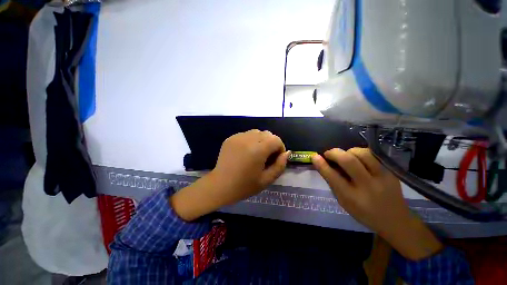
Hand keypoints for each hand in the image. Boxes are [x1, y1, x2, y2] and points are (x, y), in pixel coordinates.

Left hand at [171, 130, 289, 220]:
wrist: (220, 186)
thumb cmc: (244, 186)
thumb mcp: (266, 180)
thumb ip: (280, 165)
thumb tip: (287, 152)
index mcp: (257, 150)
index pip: (276, 140)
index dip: (280, 148)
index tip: (276, 158)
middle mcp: (248, 139)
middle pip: (267, 134)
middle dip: (271, 143)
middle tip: (267, 157)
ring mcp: (237, 137)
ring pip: (257, 132)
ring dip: (261, 140)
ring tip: (256, 153)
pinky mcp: (231, 138)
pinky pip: (246, 134)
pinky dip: (251, 140)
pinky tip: (246, 152)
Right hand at [312, 148, 441, 259]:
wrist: (395, 220)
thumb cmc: (364, 212)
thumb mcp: (344, 202)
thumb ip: (333, 183)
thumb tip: (322, 164)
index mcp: (353, 198)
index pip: (333, 177)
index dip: (322, 165)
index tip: (314, 156)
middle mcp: (368, 186)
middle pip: (349, 161)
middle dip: (334, 153)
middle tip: (328, 154)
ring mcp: (382, 178)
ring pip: (362, 153)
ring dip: (349, 151)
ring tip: (345, 156)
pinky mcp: (391, 172)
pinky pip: (373, 155)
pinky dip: (361, 153)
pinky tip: (358, 158)